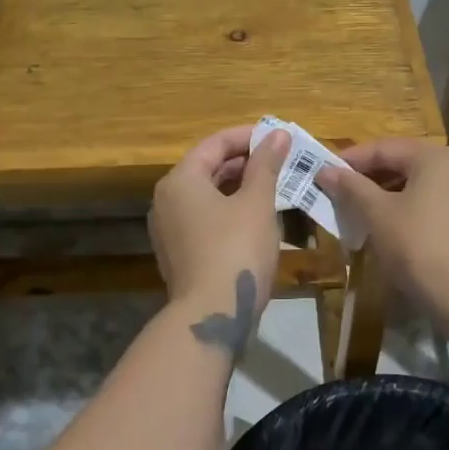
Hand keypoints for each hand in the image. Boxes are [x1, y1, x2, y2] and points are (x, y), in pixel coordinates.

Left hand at [148, 126, 288, 351]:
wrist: (212, 316)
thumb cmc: (236, 249)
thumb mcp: (257, 203)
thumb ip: (266, 164)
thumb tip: (278, 134)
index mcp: (180, 180)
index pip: (215, 144)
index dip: (248, 137)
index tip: (279, 137)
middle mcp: (167, 200)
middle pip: (209, 168)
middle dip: (246, 162)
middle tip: (281, 161)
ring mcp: (170, 230)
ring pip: (208, 195)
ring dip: (240, 187)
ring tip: (275, 185)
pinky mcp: (180, 253)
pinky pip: (206, 219)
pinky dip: (230, 210)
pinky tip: (258, 216)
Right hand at [316, 140, 448, 333]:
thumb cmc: (419, 246)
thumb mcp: (378, 214)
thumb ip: (352, 188)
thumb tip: (326, 170)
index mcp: (436, 157)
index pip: (385, 148)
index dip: (352, 160)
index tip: (326, 174)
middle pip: (408, 165)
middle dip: (373, 180)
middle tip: (343, 196)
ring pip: (427, 189)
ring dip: (396, 198)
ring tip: (370, 216)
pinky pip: (445, 212)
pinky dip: (424, 216)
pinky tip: (414, 231)